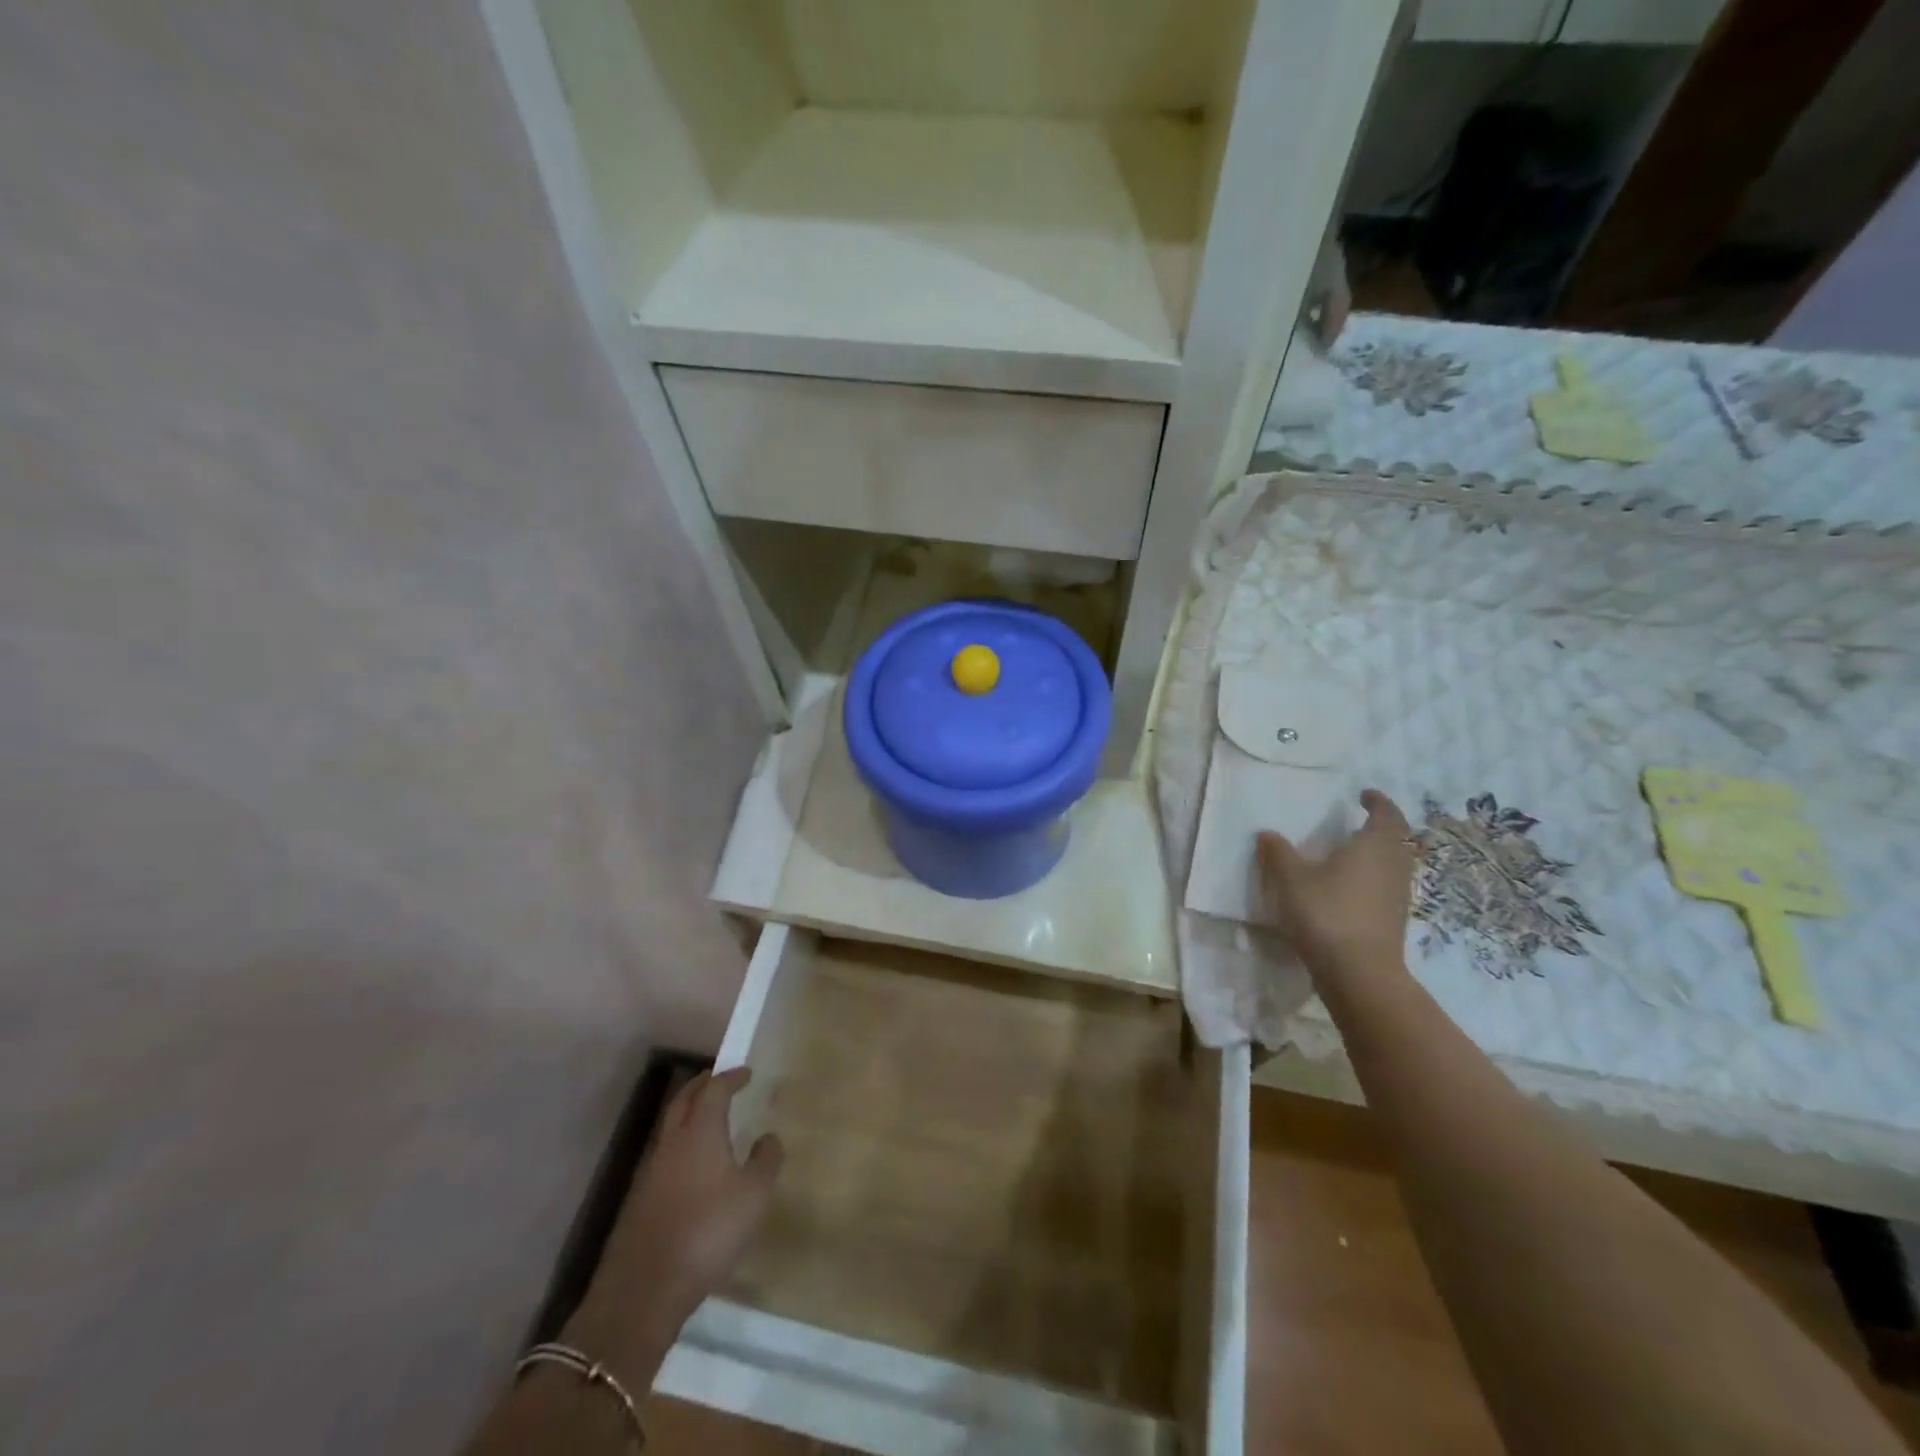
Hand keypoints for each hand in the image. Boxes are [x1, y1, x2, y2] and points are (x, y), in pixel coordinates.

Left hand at [570, 1068, 783, 1375]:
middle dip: (702, 1085)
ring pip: (670, 1127)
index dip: (731, 1077)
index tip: (746, 1072)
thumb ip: (766, 1160)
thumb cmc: (708, 1230)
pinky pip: (664, 1154)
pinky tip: (693, 1165)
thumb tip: (768, 1137)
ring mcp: (650, 1171)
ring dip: (689, 1114)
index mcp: (699, 1131)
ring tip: (709, 1119)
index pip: (714, 1089)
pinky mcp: (640, 1199)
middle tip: (720, 1081)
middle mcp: (672, 1142)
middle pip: (683, 1100)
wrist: (644, 1289)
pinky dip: (681, 1144)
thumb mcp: (753, 1195)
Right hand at [1259, 789, 1416, 980]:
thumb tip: (1267, 834)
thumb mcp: (1291, 878)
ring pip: (1394, 865)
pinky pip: (1386, 888)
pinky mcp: (1393, 921)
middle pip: (1397, 840)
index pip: (1386, 815)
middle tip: (1358, 823)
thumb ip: (1279, 853)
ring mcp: (1398, 896)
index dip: (1378, 802)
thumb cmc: (1326, 912)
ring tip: (1351, 854)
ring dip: (1378, 855)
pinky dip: (1373, 880)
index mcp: (1375, 846)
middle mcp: (1394, 866)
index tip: (1364, 795)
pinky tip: (1348, 888)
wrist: (1358, 972)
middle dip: (1381, 828)